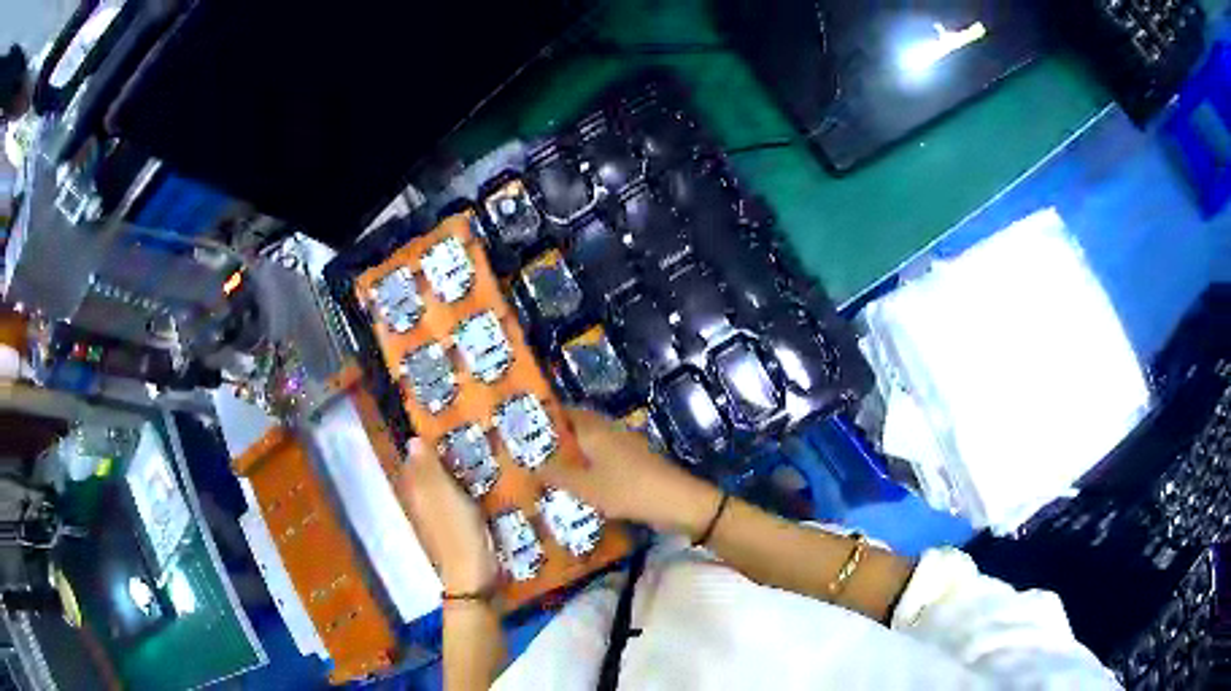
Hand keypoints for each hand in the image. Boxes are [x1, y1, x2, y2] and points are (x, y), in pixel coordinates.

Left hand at [399, 438, 497, 593]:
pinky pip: (458, 502)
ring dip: (457, 474)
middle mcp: (422, 503)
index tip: (447, 426)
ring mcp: (439, 518)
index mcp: (416, 492)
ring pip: (444, 488)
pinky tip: (484, 486)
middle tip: (470, 437)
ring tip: (481, 456)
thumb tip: (412, 439)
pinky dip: (466, 492)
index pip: (416, 460)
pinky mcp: (456, 529)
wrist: (472, 575)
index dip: (427, 444)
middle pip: (430, 474)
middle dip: (443, 458)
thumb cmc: (456, 530)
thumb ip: (429, 468)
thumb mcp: (443, 494)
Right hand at [541, 408, 722, 538]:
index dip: (544, 418)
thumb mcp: (585, 487)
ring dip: (572, 452)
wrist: (676, 501)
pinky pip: (603, 456)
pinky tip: (579, 482)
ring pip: (590, 442)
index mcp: (595, 429)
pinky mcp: (634, 460)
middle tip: (531, 453)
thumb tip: (531, 466)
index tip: (522, 428)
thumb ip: (557, 476)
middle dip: (556, 438)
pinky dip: (588, 464)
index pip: (564, 413)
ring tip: (549, 469)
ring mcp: (624, 444)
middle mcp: (609, 430)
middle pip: (577, 427)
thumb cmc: (627, 490)